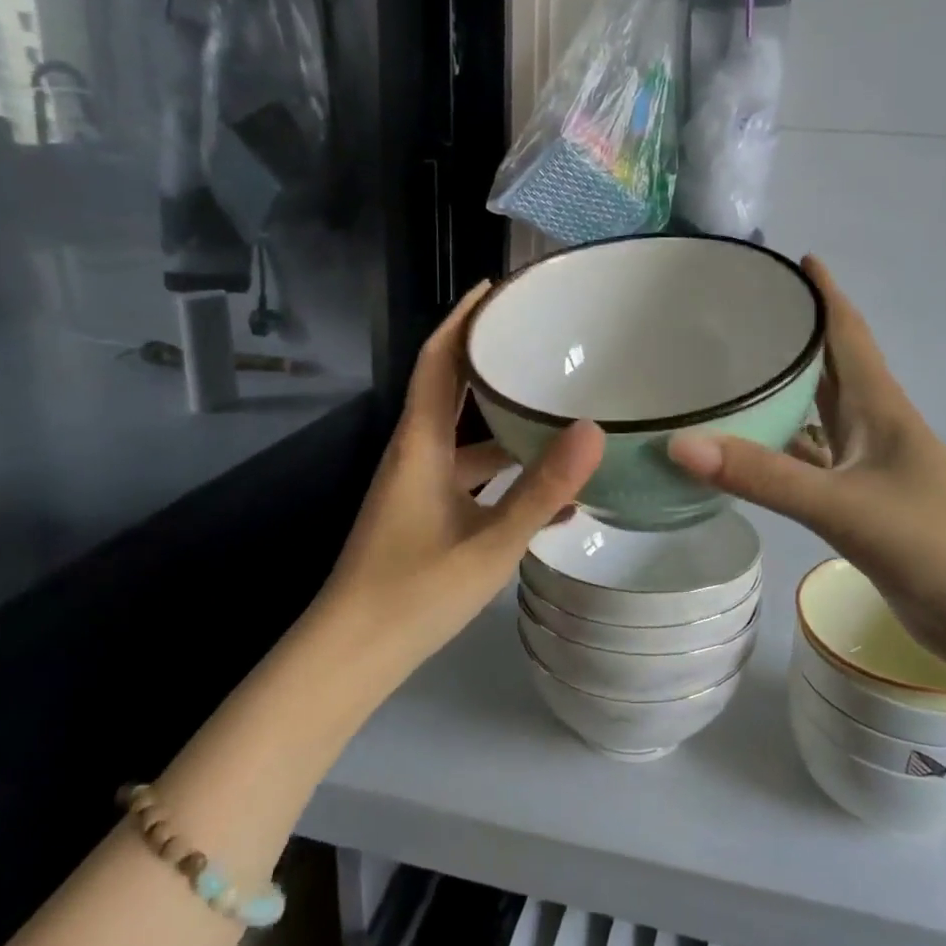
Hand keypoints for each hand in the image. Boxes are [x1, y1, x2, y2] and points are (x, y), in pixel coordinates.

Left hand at [323, 282, 603, 665]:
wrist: (351, 658)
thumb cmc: (414, 593)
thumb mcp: (490, 542)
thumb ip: (542, 489)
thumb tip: (593, 430)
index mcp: (420, 445)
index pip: (436, 361)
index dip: (462, 320)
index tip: (496, 288)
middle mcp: (416, 455)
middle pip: (451, 390)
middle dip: (489, 360)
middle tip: (540, 340)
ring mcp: (419, 487)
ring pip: (467, 439)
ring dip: (505, 423)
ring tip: (560, 409)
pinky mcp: (426, 516)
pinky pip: (472, 479)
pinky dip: (505, 475)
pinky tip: (554, 496)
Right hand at [667, 257, 945, 682]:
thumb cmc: (937, 544)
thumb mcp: (845, 506)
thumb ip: (765, 477)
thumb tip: (680, 444)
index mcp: (878, 407)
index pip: (847, 332)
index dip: (824, 293)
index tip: (794, 258)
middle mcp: (872, 427)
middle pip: (827, 367)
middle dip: (792, 336)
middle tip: (736, 315)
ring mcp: (867, 469)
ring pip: (815, 417)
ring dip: (781, 395)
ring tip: (726, 377)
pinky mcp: (860, 507)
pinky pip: (809, 465)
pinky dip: (779, 454)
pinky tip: (743, 456)